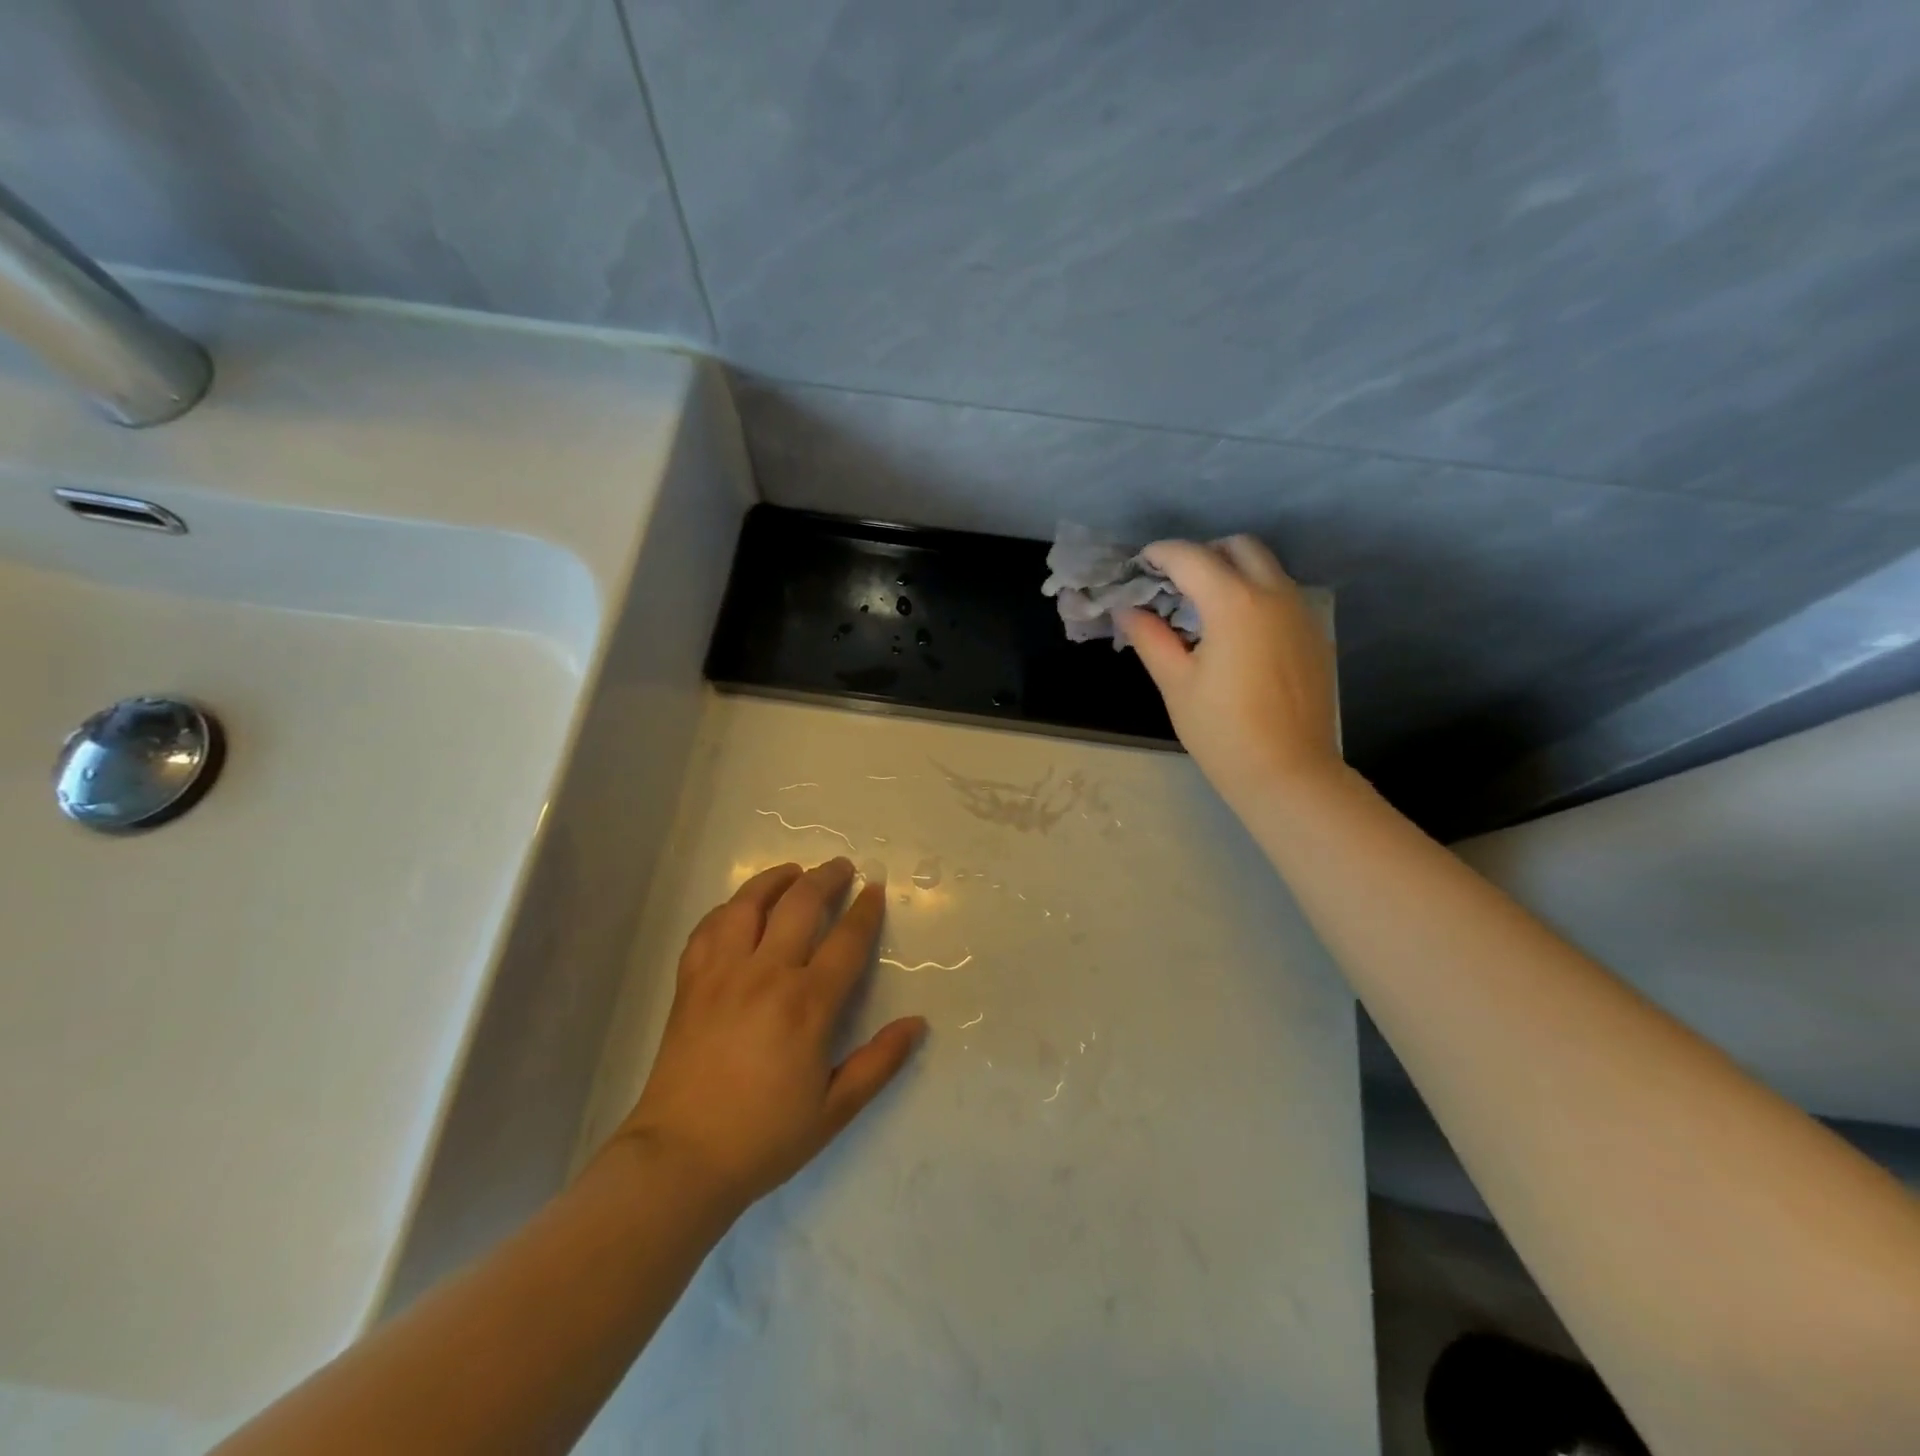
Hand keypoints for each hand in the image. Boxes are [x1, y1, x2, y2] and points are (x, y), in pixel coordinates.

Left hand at [614, 859, 926, 1216]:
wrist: (679, 1159)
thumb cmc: (764, 1137)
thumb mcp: (835, 1109)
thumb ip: (879, 1062)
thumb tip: (918, 1024)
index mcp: (807, 1004)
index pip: (846, 940)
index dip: (865, 910)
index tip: (874, 890)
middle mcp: (766, 974)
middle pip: (799, 904)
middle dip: (825, 878)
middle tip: (841, 867)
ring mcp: (722, 973)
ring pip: (748, 904)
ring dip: (774, 880)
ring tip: (792, 872)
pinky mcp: (690, 982)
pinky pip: (708, 928)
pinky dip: (728, 909)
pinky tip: (738, 909)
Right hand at [1120, 536, 1342, 805]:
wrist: (1288, 772)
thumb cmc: (1222, 731)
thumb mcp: (1176, 683)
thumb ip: (1150, 638)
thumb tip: (1127, 610)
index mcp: (1234, 603)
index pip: (1191, 557)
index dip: (1161, 554)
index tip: (1142, 564)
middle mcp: (1274, 594)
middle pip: (1240, 547)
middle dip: (1204, 553)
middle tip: (1176, 582)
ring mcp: (1301, 613)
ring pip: (1267, 569)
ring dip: (1233, 572)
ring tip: (1204, 607)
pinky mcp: (1315, 635)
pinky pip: (1283, 595)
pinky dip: (1256, 595)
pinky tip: (1238, 634)